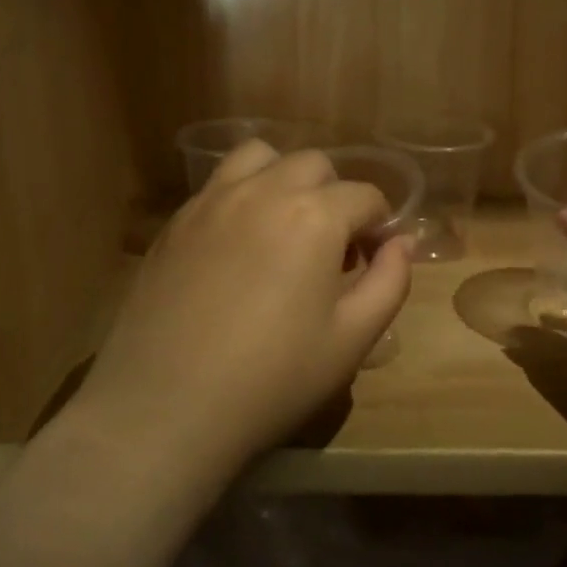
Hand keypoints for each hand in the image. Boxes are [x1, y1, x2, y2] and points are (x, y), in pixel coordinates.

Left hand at [73, 139, 411, 470]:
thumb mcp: (352, 339)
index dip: (381, 226)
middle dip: (336, 197)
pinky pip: (218, 184)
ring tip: (284, 227)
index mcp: (314, 215)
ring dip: (284, 180)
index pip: (366, 195)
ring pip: (259, 157)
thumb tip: (401, 243)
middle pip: (314, 165)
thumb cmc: (273, 379)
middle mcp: (263, 190)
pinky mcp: (175, 222)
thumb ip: (390, 281)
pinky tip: (239, 245)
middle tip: (332, 249)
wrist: (165, 408)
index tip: (374, 261)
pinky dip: (242, 195)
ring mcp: (211, 201)